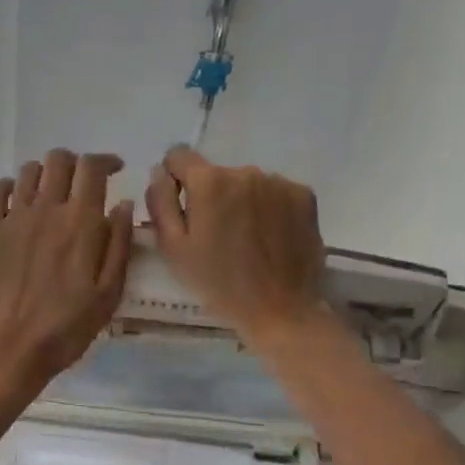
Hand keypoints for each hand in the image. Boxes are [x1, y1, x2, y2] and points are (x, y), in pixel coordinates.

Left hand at [0, 149, 134, 405]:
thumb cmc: (66, 329)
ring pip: (30, 171)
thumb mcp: (108, 294)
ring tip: (53, 194)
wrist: (8, 350)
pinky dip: (11, 186)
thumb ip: (119, 245)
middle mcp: (46, 209)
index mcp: (81, 223)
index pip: (92, 168)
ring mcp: (12, 218)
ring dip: (46, 174)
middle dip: (76, 164)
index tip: (115, 170)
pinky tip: (19, 201)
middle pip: (59, 160)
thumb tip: (124, 204)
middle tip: (83, 184)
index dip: (105, 161)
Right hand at [145, 144, 327, 345]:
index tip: (182, 206)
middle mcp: (245, 171)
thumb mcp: (173, 247)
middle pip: (216, 173)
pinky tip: (270, 237)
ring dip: (241, 201)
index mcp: (209, 181)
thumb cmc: (218, 283)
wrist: (280, 309)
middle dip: (211, 195)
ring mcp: (279, 182)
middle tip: (216, 235)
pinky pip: (275, 192)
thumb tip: (160, 171)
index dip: (174, 178)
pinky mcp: (304, 195)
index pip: (178, 155)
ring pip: (246, 183)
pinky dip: (269, 208)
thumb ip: (160, 201)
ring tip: (247, 239)